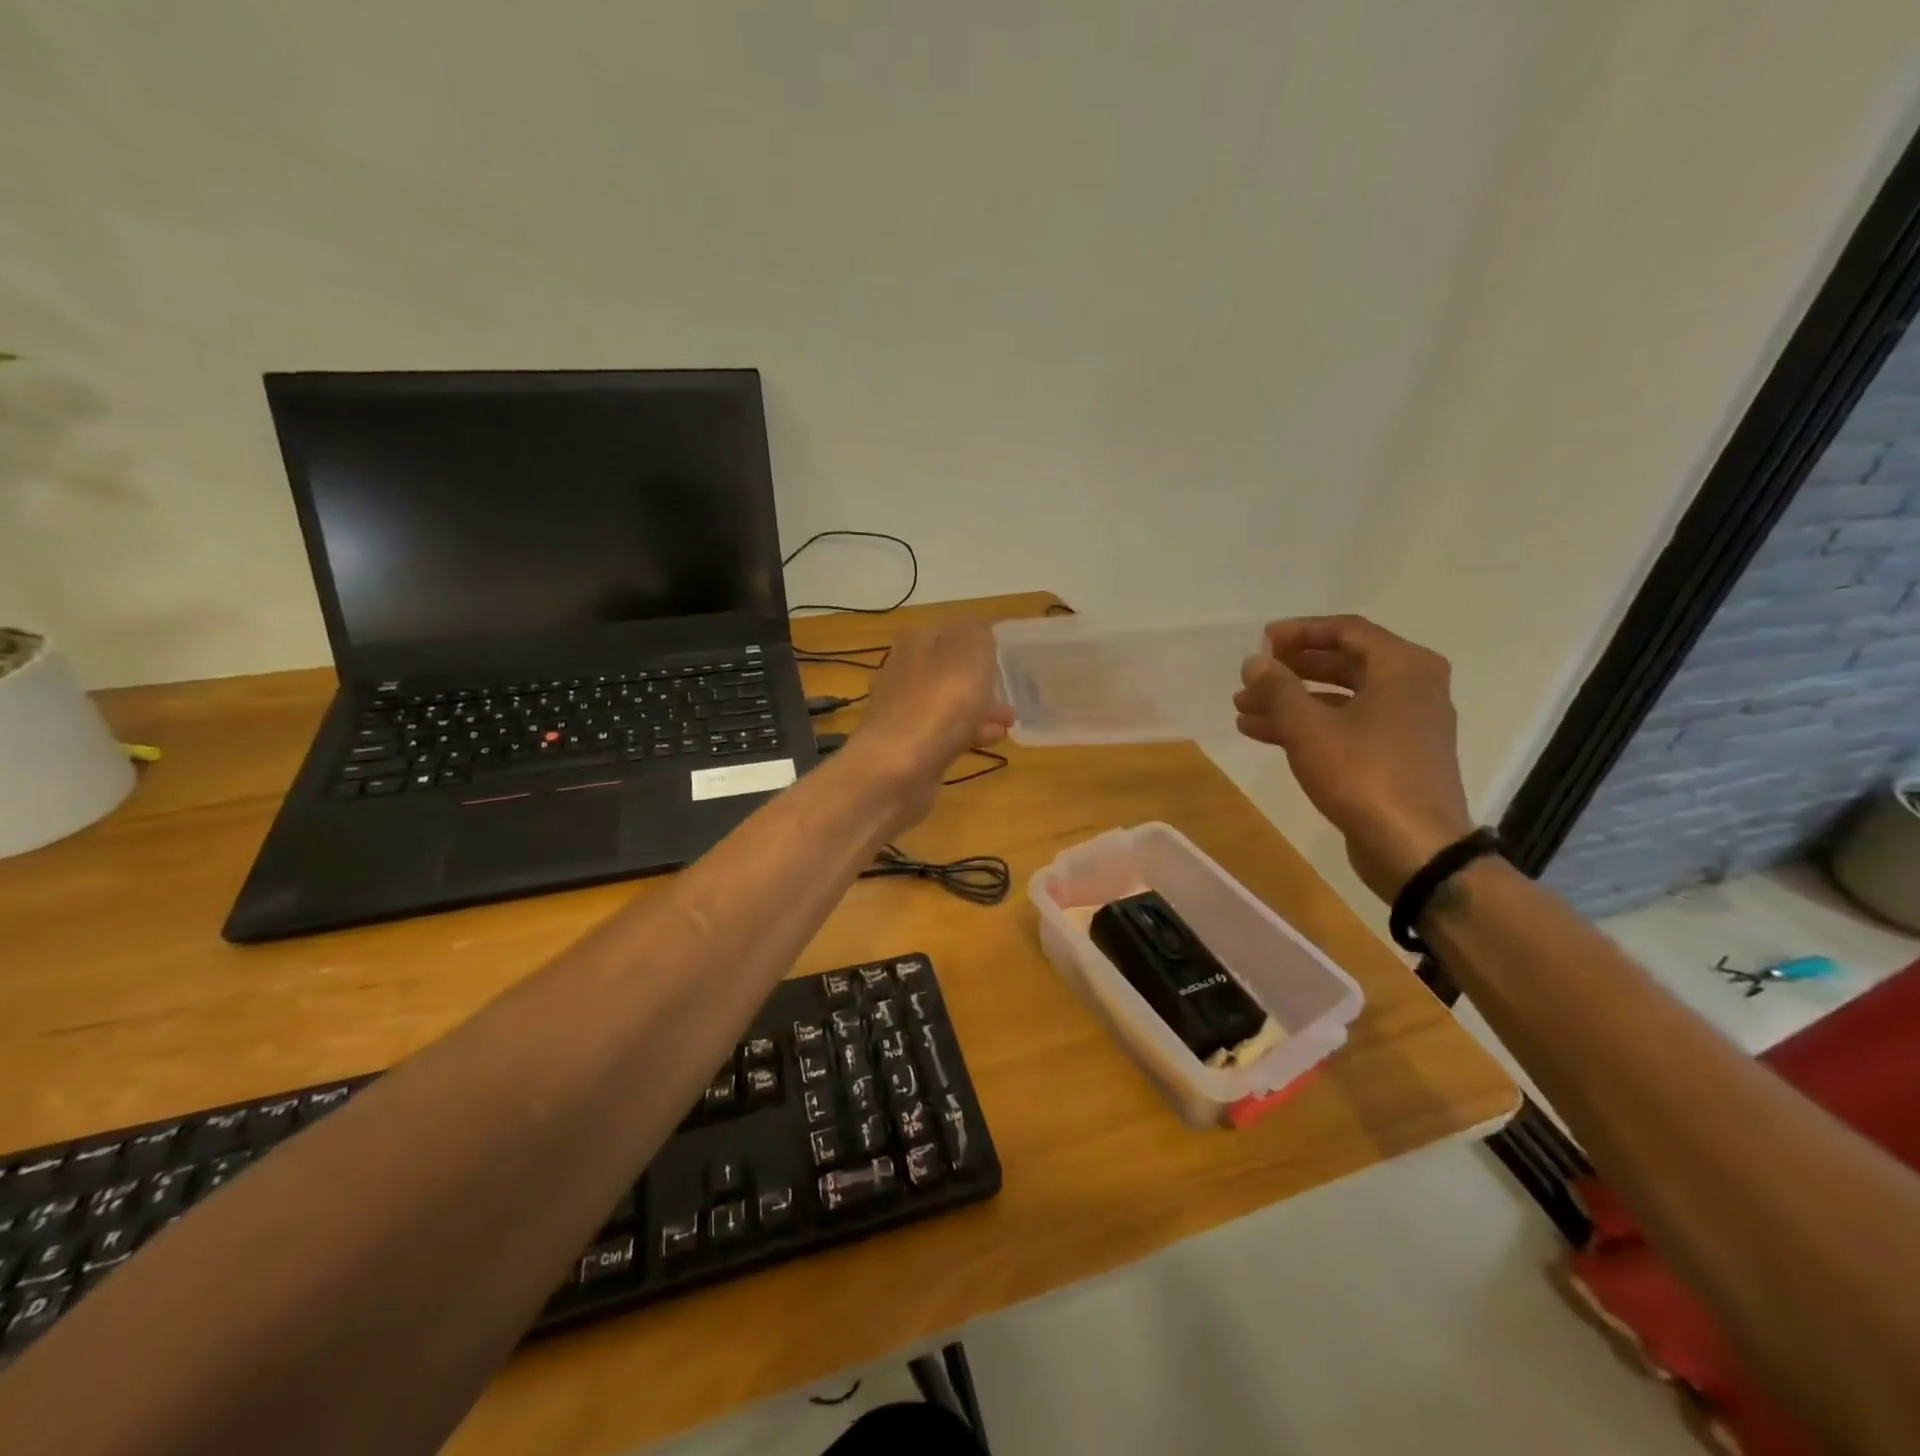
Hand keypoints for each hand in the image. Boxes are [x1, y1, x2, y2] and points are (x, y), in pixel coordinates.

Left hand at [854, 619, 1012, 825]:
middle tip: (1009, 688)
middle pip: (948, 668)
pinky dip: (968, 733)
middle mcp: (903, 671)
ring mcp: (902, 711)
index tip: (1003, 653)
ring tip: (1009, 720)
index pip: (949, 629)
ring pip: (947, 702)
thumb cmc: (940, 701)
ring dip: (978, 708)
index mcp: (915, 641)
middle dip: (979, 678)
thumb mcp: (970, 650)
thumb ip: (977, 632)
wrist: (899, 767)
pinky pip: (944, 732)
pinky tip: (992, 740)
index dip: (977, 638)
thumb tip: (976, 630)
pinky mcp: (907, 746)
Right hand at [1234, 615, 1472, 900]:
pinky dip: (1310, 726)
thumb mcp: (1308, 727)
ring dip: (1292, 702)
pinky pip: (1347, 726)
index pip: (1346, 630)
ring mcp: (1407, 724)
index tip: (1261, 642)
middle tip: (1251, 678)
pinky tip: (1264, 735)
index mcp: (1403, 667)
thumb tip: (1254, 662)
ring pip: (1341, 699)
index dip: (1299, 632)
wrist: (1414, 847)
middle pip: (1343, 664)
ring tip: (1244, 710)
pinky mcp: (1396, 756)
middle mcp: (1413, 687)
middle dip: (1290, 671)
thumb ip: (1277, 688)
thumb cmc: (1363, 774)